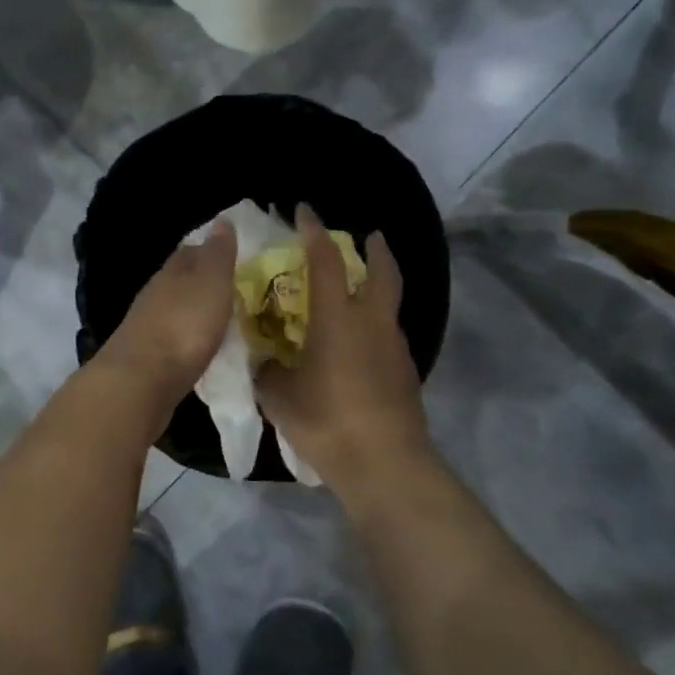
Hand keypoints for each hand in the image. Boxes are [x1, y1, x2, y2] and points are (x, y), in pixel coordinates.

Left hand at [92, 221, 235, 416]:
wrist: (141, 380)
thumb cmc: (183, 326)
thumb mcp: (211, 282)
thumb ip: (218, 254)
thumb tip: (222, 220)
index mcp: (172, 271)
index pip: (191, 251)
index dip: (211, 251)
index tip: (233, 255)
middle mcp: (156, 294)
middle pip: (180, 280)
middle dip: (202, 282)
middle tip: (232, 289)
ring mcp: (148, 326)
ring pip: (175, 310)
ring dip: (194, 311)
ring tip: (222, 319)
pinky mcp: (147, 357)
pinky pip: (173, 339)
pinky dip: (188, 338)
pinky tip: (201, 347)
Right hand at [257, 207, 434, 496]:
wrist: (385, 463)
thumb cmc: (327, 420)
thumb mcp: (280, 396)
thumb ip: (269, 371)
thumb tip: (268, 362)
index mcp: (338, 318)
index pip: (325, 261)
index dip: (313, 232)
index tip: (304, 211)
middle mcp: (372, 323)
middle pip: (382, 272)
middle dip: (375, 250)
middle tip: (370, 236)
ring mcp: (394, 347)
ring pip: (389, 305)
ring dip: (378, 289)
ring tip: (359, 295)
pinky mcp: (406, 373)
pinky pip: (389, 336)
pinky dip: (377, 327)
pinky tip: (360, 347)